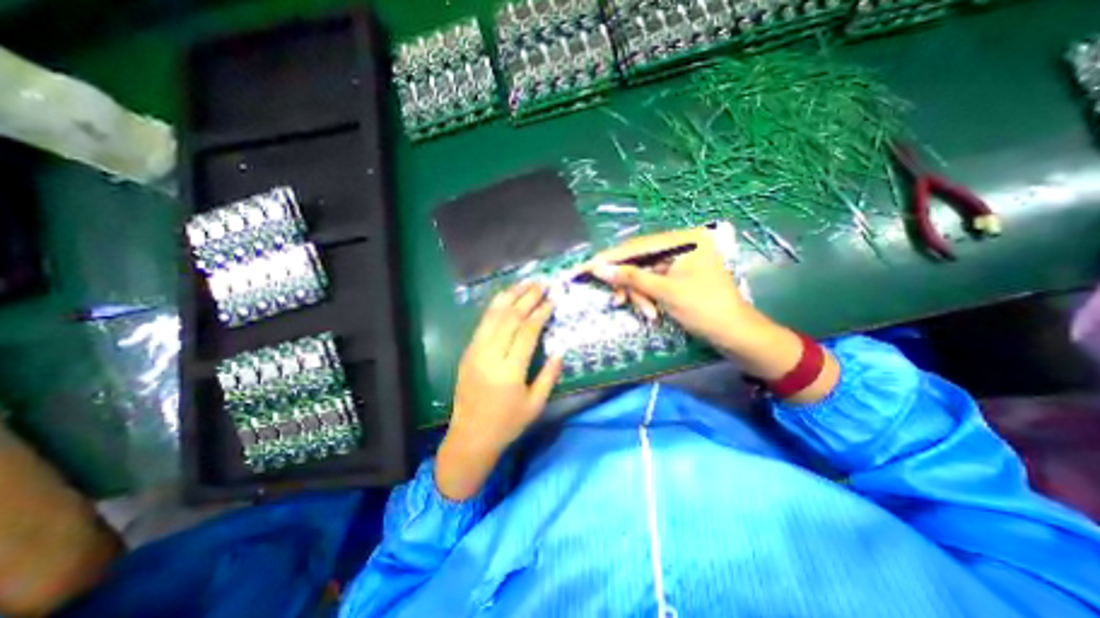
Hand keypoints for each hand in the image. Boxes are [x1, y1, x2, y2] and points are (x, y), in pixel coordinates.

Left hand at [435, 282, 560, 499]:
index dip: (541, 313)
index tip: (552, 300)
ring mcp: (475, 351)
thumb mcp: (535, 404)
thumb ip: (549, 375)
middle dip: (527, 298)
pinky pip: (483, 323)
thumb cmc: (507, 424)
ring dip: (510, 296)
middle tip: (542, 284)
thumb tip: (560, 350)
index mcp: (509, 371)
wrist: (470, 437)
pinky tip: (505, 298)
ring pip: (493, 316)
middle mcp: (490, 356)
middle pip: (510, 318)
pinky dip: (495, 307)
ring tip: (525, 283)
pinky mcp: (468, 352)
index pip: (527, 332)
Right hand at [576, 227, 746, 353]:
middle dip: (628, 283)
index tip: (586, 266)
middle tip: (616, 300)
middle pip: (640, 260)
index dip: (610, 258)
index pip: (637, 246)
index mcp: (684, 240)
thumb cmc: (704, 309)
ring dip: (639, 294)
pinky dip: (648, 296)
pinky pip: (654, 281)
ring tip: (647, 312)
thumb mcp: (664, 292)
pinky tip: (651, 311)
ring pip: (644, 273)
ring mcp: (681, 260)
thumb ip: (630, 277)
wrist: (735, 335)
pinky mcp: (679, 274)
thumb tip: (599, 268)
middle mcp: (682, 244)